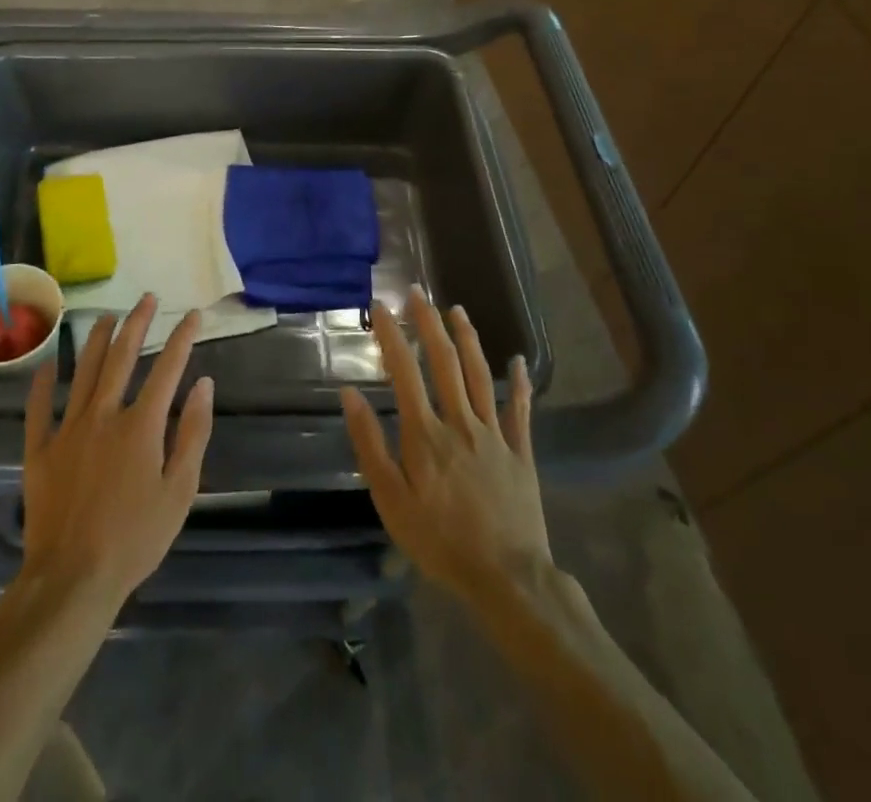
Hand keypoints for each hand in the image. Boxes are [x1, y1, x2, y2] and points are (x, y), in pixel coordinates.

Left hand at [20, 296, 214, 613]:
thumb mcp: (180, 491)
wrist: (73, 578)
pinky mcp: (39, 450)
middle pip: (121, 357)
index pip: (167, 369)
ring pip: (82, 372)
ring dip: (95, 340)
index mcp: (141, 425)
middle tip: (147, 298)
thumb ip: (193, 434)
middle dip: (137, 323)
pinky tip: (47, 365)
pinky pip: (38, 408)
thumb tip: (204, 384)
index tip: (193, 315)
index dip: (182, 338)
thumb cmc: (135, 538)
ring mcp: (67, 429)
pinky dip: (42, 384)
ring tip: (106, 316)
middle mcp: (103, 415)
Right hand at [341, 287, 551, 599]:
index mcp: (426, 433)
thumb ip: (370, 444)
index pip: (404, 371)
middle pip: (444, 362)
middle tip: (417, 292)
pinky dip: (518, 383)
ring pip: (480, 375)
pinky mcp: (520, 452)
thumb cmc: (440, 541)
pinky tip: (517, 362)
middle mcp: (460, 422)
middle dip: (428, 323)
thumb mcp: (391, 500)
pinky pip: (520, 411)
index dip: (391, 335)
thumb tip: (350, 395)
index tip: (379, 306)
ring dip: (467, 338)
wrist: (507, 578)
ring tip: (457, 309)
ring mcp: (494, 434)